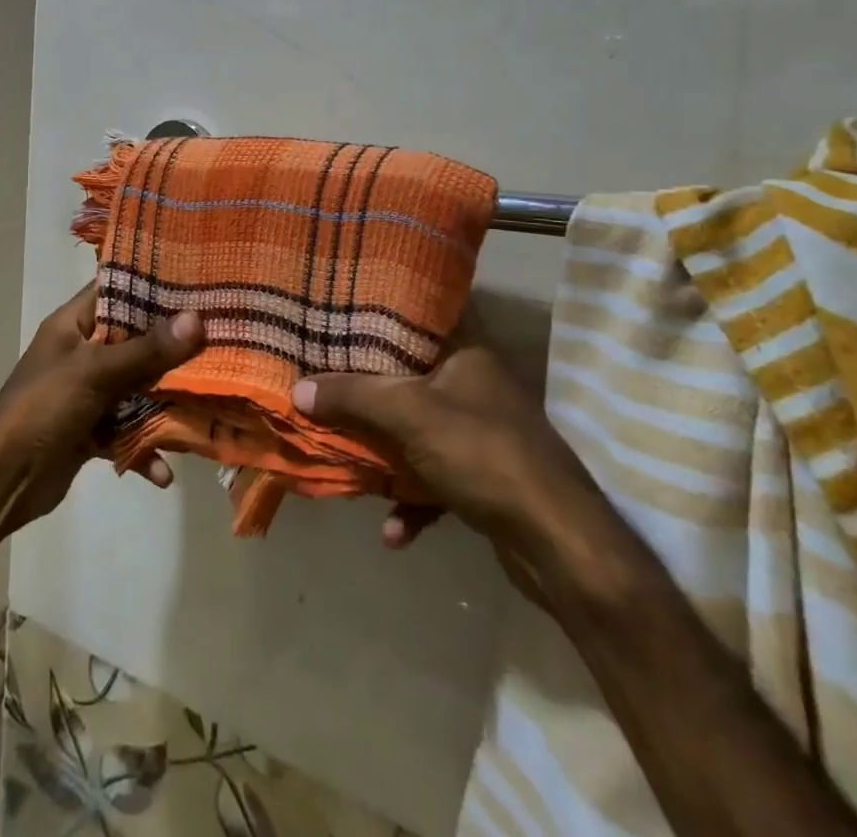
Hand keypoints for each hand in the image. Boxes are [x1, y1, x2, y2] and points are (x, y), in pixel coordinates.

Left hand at [0, 283, 202, 534]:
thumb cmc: (42, 408)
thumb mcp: (95, 372)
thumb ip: (146, 349)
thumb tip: (197, 320)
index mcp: (74, 325)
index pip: (115, 288)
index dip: (152, 283)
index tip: (197, 281)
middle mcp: (82, 353)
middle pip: (135, 341)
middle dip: (172, 348)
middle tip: (218, 341)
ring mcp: (86, 393)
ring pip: (136, 389)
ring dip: (164, 403)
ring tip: (204, 408)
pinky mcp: (90, 431)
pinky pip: (126, 431)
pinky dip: (143, 448)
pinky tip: (163, 472)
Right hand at [292, 334, 604, 586]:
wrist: (558, 543)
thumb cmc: (483, 453)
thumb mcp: (409, 415)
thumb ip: (353, 397)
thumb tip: (298, 389)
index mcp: (466, 353)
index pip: (417, 316)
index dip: (378, 314)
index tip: (338, 316)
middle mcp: (474, 386)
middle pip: (408, 377)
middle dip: (367, 391)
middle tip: (324, 383)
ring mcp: (481, 434)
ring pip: (417, 431)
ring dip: (384, 449)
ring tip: (347, 457)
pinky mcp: (485, 479)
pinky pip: (435, 478)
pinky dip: (412, 500)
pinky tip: (394, 532)